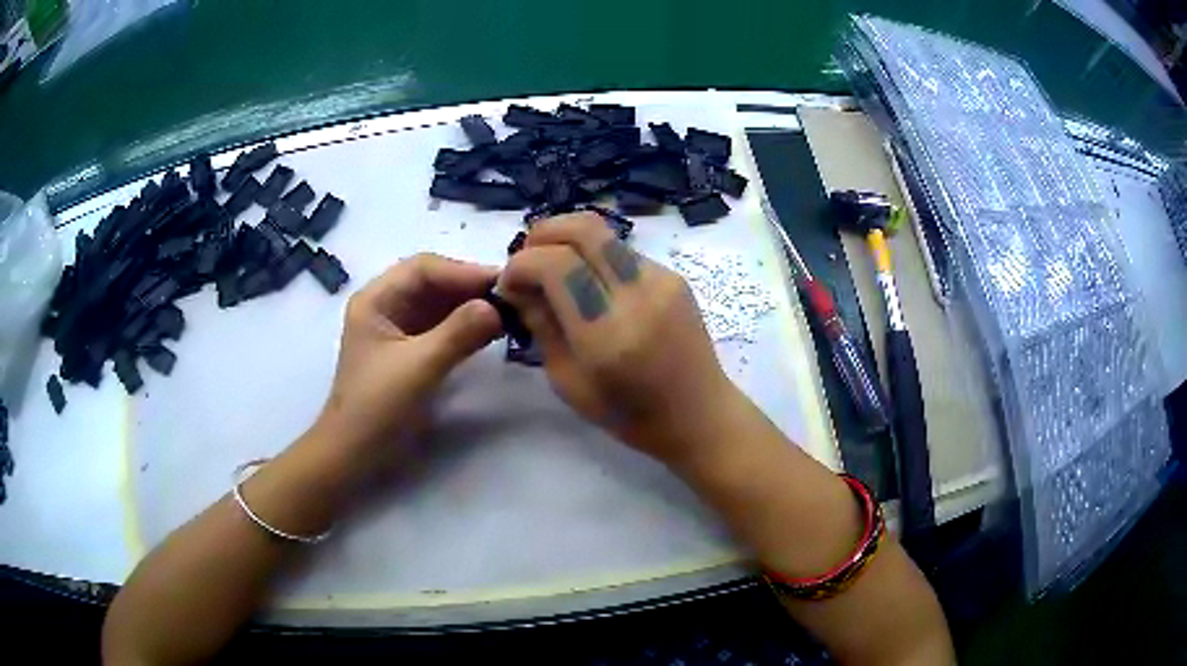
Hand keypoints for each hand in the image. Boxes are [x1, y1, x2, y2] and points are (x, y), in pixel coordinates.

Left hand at [315, 253, 502, 459]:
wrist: (355, 455)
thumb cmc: (376, 409)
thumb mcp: (417, 368)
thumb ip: (457, 334)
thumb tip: (498, 307)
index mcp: (376, 300)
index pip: (424, 269)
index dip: (464, 271)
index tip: (503, 282)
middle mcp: (387, 306)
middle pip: (433, 282)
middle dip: (471, 287)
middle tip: (513, 295)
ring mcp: (399, 329)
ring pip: (441, 304)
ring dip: (472, 305)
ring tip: (510, 310)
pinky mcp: (411, 351)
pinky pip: (443, 326)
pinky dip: (467, 326)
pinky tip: (492, 329)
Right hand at [498, 213, 738, 465]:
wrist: (699, 414)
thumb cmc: (630, 415)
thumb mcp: (568, 383)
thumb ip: (542, 326)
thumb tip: (517, 286)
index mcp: (608, 334)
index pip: (556, 265)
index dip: (521, 264)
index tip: (508, 284)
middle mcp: (637, 295)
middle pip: (583, 228)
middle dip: (542, 234)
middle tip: (527, 260)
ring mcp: (661, 280)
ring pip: (603, 233)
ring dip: (567, 242)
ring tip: (554, 271)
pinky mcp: (674, 276)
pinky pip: (622, 251)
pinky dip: (594, 257)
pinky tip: (590, 286)